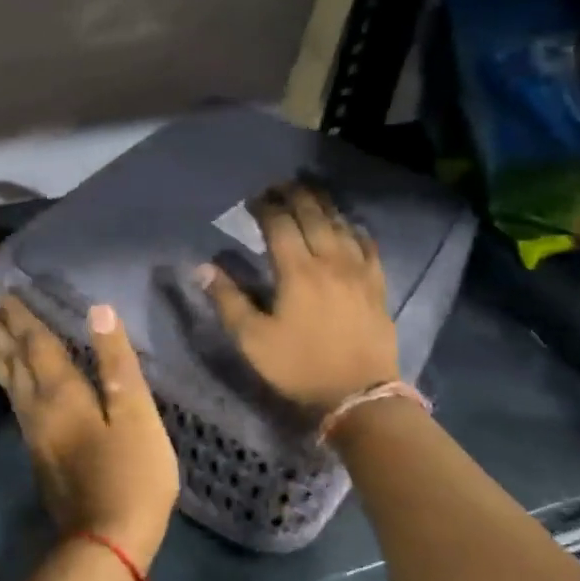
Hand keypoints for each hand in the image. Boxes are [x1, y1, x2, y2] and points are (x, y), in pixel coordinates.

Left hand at [0, 296, 180, 570]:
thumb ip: (117, 363)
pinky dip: (4, 379)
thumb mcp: (137, 415)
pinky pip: (13, 400)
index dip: (20, 317)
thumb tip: (99, 311)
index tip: (2, 292)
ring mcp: (33, 433)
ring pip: (6, 382)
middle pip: (11, 361)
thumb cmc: (133, 475)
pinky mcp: (37, 452)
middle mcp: (37, 407)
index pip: (35, 344)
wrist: (106, 542)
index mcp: (62, 393)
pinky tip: (7, 380)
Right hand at [197, 186, 399, 415]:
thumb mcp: (253, 340)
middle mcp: (329, 260)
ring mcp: (358, 271)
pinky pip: (368, 245)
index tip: (253, 199)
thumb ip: (228, 300)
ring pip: (341, 225)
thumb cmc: (299, 367)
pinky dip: (355, 228)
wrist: (359, 395)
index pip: (279, 224)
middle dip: (295, 196)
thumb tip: (202, 267)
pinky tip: (350, 225)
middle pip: (313, 215)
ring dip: (324, 205)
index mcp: (297, 270)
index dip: (265, 207)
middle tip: (281, 185)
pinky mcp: (377, 285)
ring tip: (311, 193)